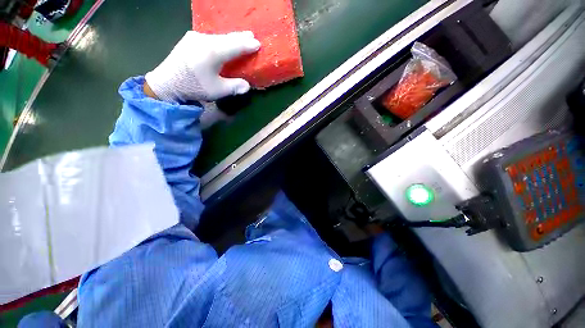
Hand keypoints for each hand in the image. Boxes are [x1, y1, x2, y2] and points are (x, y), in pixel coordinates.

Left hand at [145, 31, 260, 101]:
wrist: (167, 83)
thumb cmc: (194, 87)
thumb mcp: (218, 91)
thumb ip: (235, 87)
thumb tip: (248, 86)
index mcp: (213, 52)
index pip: (235, 46)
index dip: (248, 45)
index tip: (258, 44)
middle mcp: (204, 39)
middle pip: (227, 37)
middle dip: (241, 38)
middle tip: (252, 36)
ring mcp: (195, 37)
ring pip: (218, 36)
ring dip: (231, 39)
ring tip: (240, 38)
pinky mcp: (189, 39)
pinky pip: (210, 37)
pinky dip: (220, 40)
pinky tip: (223, 42)